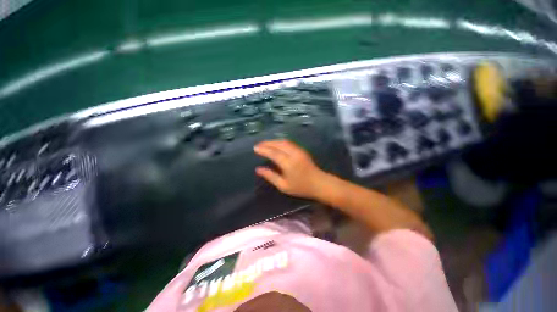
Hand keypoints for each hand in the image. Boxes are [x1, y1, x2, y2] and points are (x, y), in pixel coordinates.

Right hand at [254, 140, 326, 198]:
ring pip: (284, 142)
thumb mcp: (283, 186)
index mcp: (289, 163)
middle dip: (267, 143)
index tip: (255, 148)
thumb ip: (270, 176)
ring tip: (265, 144)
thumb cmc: (301, 187)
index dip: (263, 150)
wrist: (319, 183)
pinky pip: (289, 143)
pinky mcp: (302, 150)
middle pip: (278, 144)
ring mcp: (299, 150)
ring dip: (273, 141)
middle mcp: (294, 154)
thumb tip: (258, 169)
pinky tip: (276, 145)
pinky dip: (280, 142)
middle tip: (258, 145)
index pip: (273, 153)